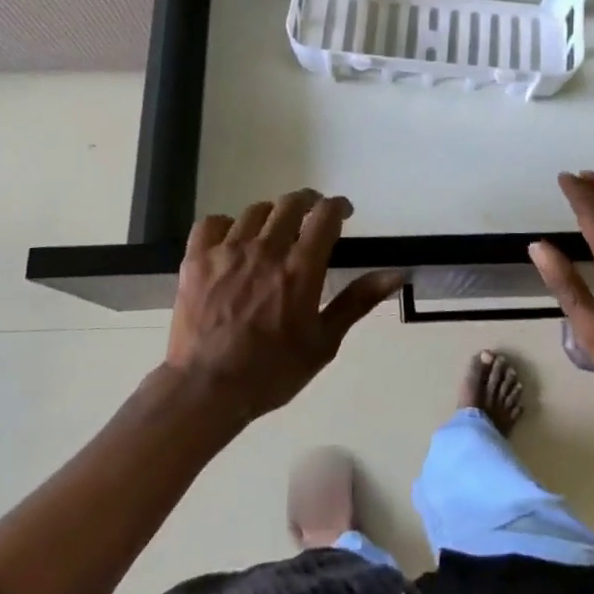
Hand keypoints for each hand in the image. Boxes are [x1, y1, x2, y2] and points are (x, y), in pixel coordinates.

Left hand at [166, 190, 402, 421]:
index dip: (338, 206)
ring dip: (272, 215)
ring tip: (274, 231)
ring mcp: (228, 251)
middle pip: (291, 203)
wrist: (206, 390)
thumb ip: (357, 301)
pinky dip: (226, 226)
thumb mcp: (324, 342)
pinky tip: (232, 241)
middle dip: (308, 202)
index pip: (325, 215)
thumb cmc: (272, 372)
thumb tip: (396, 274)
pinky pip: (212, 223)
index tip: (343, 213)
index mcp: (301, 268)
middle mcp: (266, 249)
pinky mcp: (197, 259)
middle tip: (312, 216)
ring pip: (255, 211)